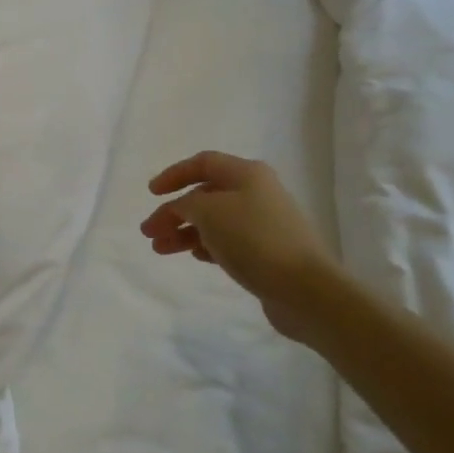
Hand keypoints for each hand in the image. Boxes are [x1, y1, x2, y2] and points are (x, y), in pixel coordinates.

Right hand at [140, 151, 340, 343]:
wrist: (305, 289)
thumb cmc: (254, 239)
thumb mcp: (208, 212)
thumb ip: (185, 204)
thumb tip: (181, 209)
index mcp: (247, 174)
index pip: (203, 163)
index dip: (174, 174)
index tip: (151, 193)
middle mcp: (257, 193)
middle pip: (205, 195)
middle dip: (174, 212)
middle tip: (149, 232)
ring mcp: (264, 223)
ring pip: (214, 221)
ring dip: (184, 232)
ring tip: (161, 249)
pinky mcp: (267, 252)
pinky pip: (228, 242)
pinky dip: (206, 245)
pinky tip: (194, 256)